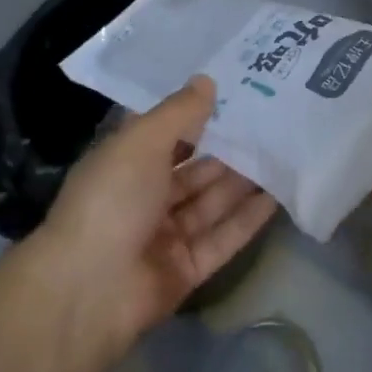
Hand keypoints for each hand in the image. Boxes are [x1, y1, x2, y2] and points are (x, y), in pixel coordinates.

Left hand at [41, 76, 275, 349]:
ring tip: (284, 153)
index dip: (197, 114)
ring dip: (244, 180)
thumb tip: (207, 80)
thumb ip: (178, 112)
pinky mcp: (187, 269)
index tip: (237, 91)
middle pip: (195, 168)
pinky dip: (248, 218)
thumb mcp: (142, 141)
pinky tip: (278, 195)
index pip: (166, 133)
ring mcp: (166, 235)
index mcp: (125, 163)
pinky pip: (223, 237)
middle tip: (273, 122)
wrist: (88, 291)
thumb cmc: (111, 200)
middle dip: (229, 148)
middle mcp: (145, 197)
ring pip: (212, 201)